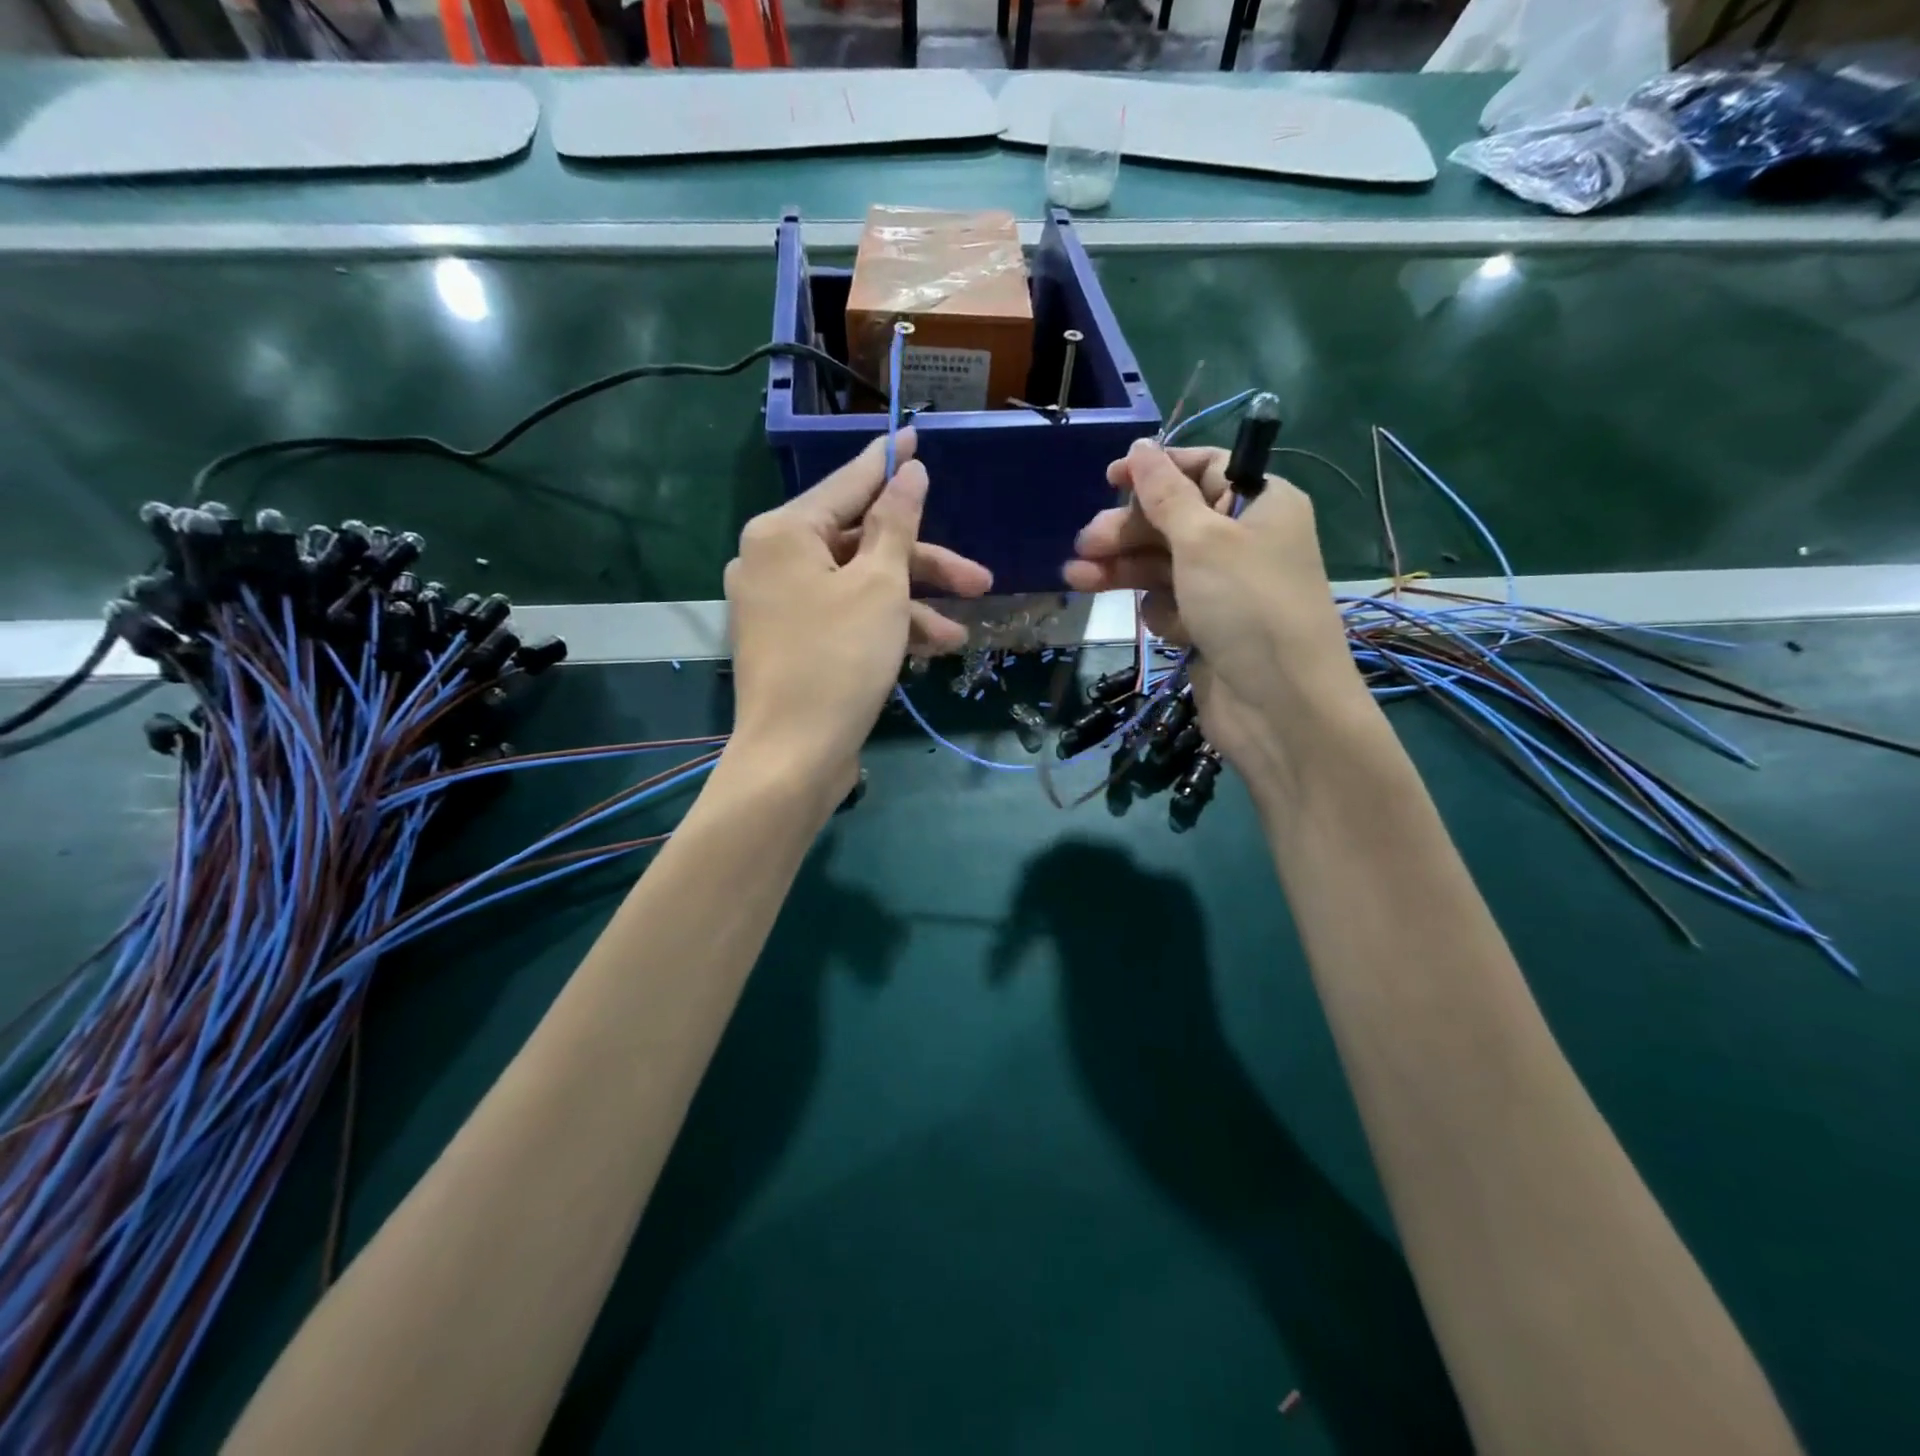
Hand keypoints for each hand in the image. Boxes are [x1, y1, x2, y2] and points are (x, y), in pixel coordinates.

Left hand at [725, 429, 991, 803]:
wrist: (793, 757)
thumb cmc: (838, 660)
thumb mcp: (880, 586)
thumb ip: (897, 524)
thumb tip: (908, 470)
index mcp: (783, 533)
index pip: (848, 484)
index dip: (889, 462)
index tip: (916, 432)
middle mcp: (772, 561)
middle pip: (861, 544)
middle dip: (923, 564)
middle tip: (980, 578)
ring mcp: (779, 605)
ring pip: (858, 586)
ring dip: (911, 606)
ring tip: (959, 633)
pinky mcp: (791, 643)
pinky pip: (844, 617)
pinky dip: (884, 628)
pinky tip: (929, 650)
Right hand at [1063, 440, 1370, 799]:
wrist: (1279, 705)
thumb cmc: (1247, 606)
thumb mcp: (1203, 540)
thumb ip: (1165, 494)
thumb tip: (1140, 447)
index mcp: (1261, 503)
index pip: (1203, 469)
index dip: (1155, 471)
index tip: (1109, 478)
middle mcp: (1244, 540)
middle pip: (1173, 520)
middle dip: (1128, 531)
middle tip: (1086, 544)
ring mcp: (1224, 587)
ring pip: (1162, 565)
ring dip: (1123, 570)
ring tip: (1077, 578)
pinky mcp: (1207, 626)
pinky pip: (1170, 604)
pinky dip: (1161, 613)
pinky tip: (1163, 628)